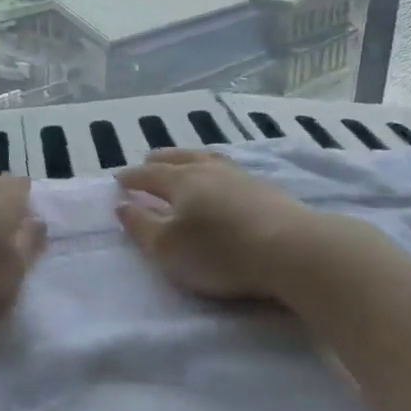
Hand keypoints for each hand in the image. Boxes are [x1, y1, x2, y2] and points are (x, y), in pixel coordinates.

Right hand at [114, 150, 309, 300]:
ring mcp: (240, 176)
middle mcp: (208, 170)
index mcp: (181, 180)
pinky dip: (215, 170)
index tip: (118, 179)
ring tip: (185, 162)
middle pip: (178, 158)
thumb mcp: (169, 249)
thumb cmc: (221, 251)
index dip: (132, 177)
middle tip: (148, 160)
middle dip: (159, 160)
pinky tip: (223, 179)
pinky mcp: (265, 189)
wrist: (292, 249)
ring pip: (207, 159)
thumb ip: (141, 227)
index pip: (149, 174)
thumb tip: (122, 205)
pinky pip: (229, 169)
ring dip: (189, 159)